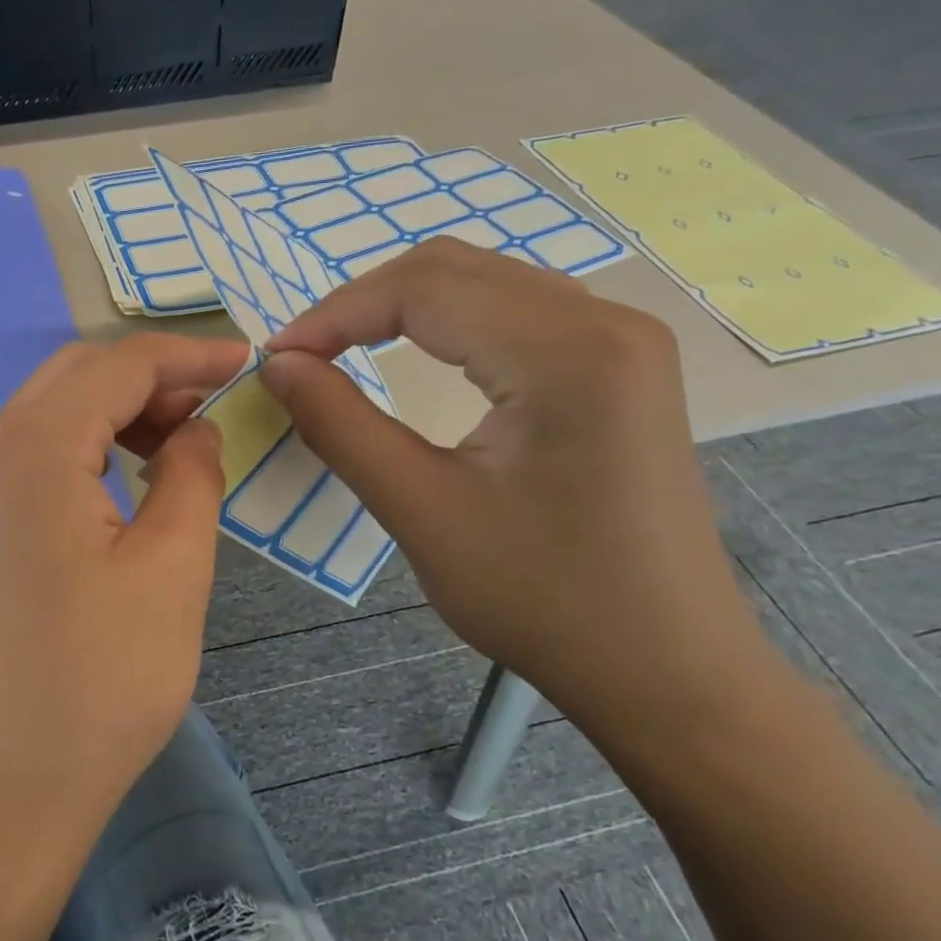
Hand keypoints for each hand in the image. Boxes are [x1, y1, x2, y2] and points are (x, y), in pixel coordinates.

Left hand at [0, 333, 248, 839]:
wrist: (7, 786)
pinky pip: (37, 454)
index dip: (187, 354)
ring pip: (53, 411)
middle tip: (215, 405)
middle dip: (151, 377)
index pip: (116, 365)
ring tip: (182, 440)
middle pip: (76, 376)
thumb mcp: (172, 568)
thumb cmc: (100, 681)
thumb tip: (196, 428)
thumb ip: (191, 474)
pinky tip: (131, 476)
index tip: (246, 359)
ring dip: (118, 409)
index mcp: (31, 449)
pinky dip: (89, 445)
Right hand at [261, 240, 774, 751]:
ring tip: (341, 353)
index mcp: (567, 352)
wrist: (666, 671)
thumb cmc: (542, 600)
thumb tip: (277, 365)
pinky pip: (517, 312)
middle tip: (301, 357)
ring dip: (402, 308)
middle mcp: (606, 321)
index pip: (422, 289)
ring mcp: (623, 340)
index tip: (275, 360)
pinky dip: (448, 324)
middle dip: (362, 304)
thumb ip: (339, 425)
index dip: (334, 315)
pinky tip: (417, 354)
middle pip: (454, 269)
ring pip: (484, 283)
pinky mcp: (621, 366)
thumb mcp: (420, 510)